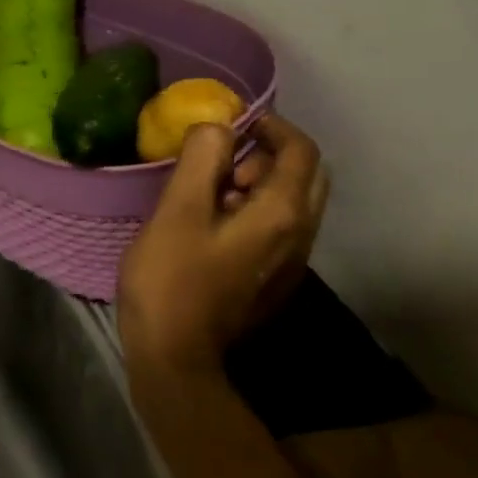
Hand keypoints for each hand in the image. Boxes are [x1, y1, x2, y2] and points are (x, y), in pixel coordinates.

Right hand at [117, 114, 330, 379]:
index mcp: (281, 215)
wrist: (175, 356)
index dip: (271, 125)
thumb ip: (202, 160)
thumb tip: (218, 127)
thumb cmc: (170, 279)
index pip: (300, 151)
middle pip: (306, 176)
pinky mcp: (273, 281)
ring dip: (260, 183)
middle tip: (223, 159)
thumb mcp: (177, 211)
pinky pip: (279, 228)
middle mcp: (299, 236)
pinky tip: (213, 225)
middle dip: (270, 154)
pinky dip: (256, 209)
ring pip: (293, 203)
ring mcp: (290, 263)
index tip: (233, 121)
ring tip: (210, 190)